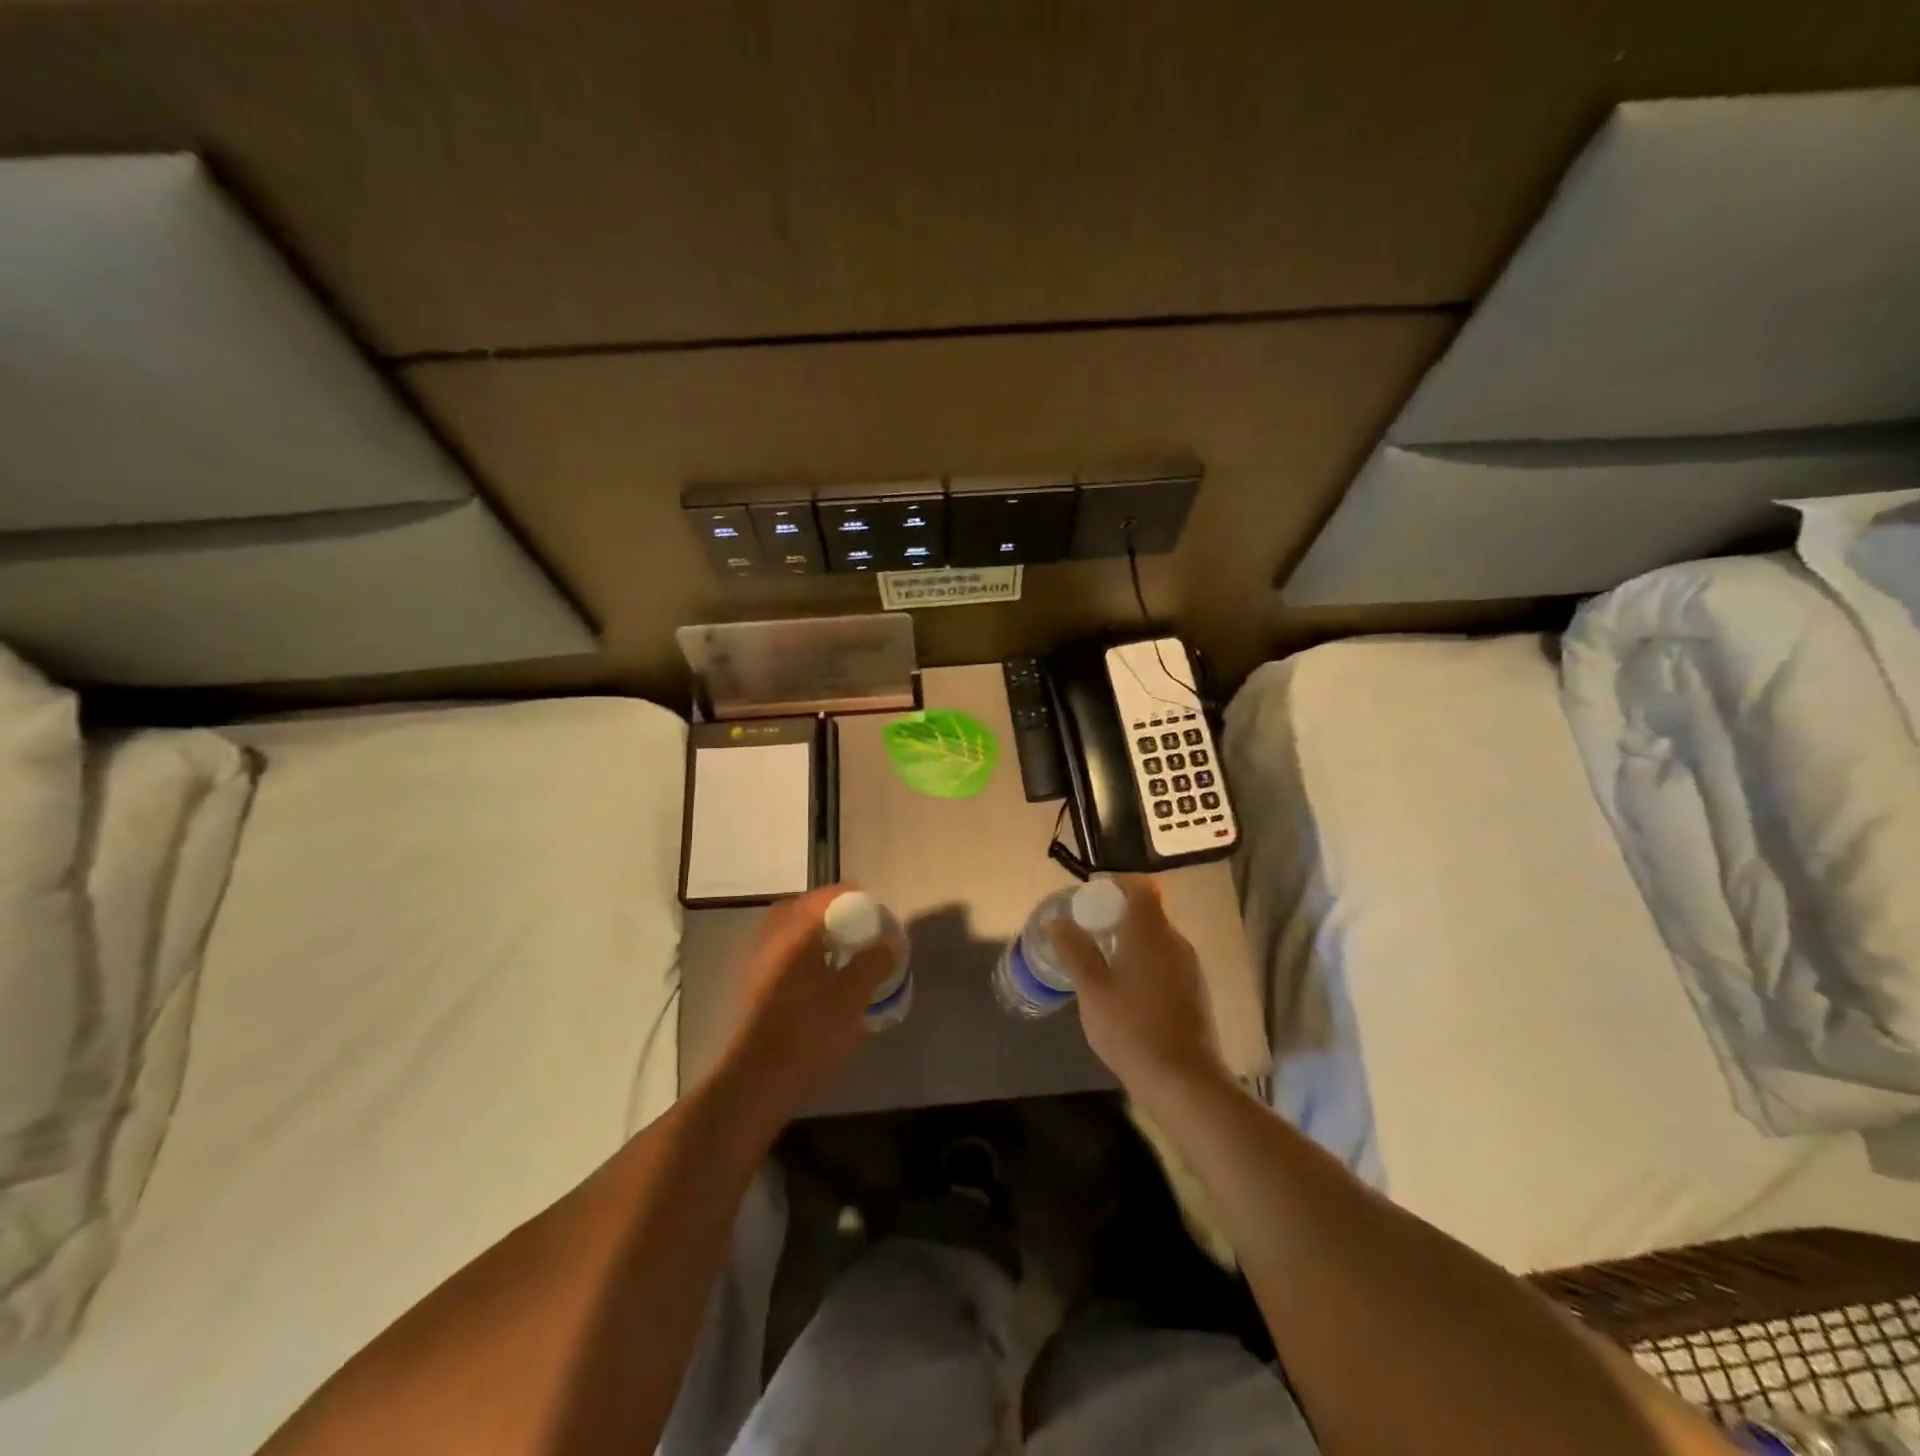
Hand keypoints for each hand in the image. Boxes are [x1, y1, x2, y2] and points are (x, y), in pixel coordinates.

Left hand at [722, 885, 902, 1117]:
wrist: (759, 1079)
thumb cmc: (810, 1030)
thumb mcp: (853, 995)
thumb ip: (875, 961)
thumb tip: (892, 938)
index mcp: (795, 931)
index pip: (825, 897)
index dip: (853, 897)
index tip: (874, 908)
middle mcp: (770, 939)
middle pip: (800, 910)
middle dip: (827, 913)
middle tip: (853, 927)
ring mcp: (756, 964)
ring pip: (787, 935)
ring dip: (812, 936)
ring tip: (841, 954)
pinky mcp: (752, 989)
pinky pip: (780, 957)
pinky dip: (800, 957)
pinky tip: (819, 980)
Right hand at [1046, 875, 1226, 1098]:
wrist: (1183, 1080)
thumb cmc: (1131, 1028)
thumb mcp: (1091, 989)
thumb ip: (1075, 950)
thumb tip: (1058, 921)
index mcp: (1150, 932)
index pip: (1141, 887)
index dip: (1118, 884)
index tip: (1093, 897)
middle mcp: (1175, 942)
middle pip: (1149, 912)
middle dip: (1119, 915)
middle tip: (1090, 932)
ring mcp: (1190, 968)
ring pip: (1158, 939)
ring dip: (1133, 941)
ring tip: (1104, 963)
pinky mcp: (1196, 992)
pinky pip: (1167, 962)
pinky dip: (1147, 963)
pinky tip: (1128, 991)